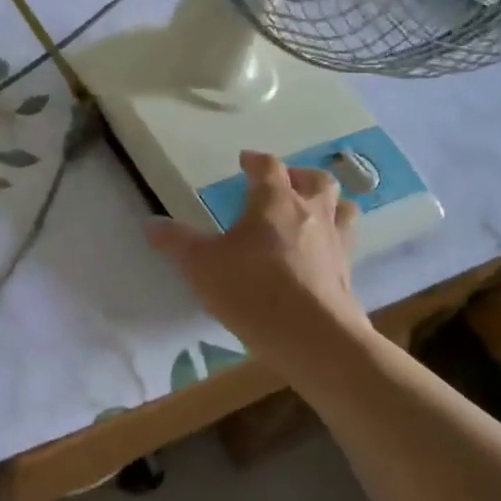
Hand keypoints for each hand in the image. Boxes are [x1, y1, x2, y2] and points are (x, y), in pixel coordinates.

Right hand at [146, 150, 367, 350]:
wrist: (315, 339)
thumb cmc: (253, 290)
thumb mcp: (201, 264)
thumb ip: (176, 242)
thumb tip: (151, 223)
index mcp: (275, 202)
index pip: (269, 167)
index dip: (256, 161)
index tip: (245, 161)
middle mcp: (311, 214)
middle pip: (318, 181)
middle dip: (300, 176)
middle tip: (284, 183)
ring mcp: (336, 245)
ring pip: (343, 209)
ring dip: (328, 205)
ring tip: (310, 214)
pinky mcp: (348, 276)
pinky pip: (345, 245)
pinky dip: (332, 242)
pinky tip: (317, 257)